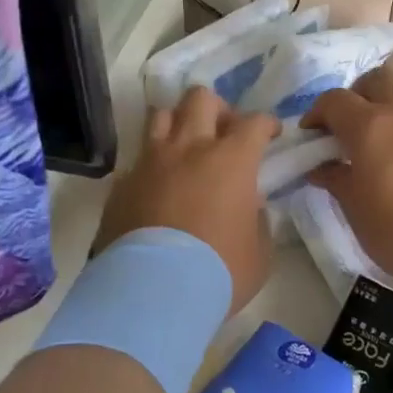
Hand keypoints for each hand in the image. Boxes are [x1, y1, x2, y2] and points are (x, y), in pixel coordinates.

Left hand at [95, 87, 280, 315]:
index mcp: (231, 160)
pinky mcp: (121, 184)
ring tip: (185, 149)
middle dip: (217, 109)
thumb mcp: (259, 252)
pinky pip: (138, 159)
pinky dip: (152, 165)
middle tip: (223, 133)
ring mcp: (150, 163)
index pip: (254, 122)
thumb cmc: (219, 272)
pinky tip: (157, 187)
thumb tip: (249, 207)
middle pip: (200, 99)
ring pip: (161, 115)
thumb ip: (257, 219)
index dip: (267, 125)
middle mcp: (189, 149)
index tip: (270, 135)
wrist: (153, 294)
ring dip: (178, 125)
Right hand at [305, 67, 392, 283]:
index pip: (334, 100)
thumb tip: (321, 168)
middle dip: (356, 97)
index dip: (317, 113)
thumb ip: (335, 179)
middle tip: (347, 130)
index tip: (310, 138)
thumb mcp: (355, 208)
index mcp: (370, 125)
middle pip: (376, 81)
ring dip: (385, 119)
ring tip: (377, 157)